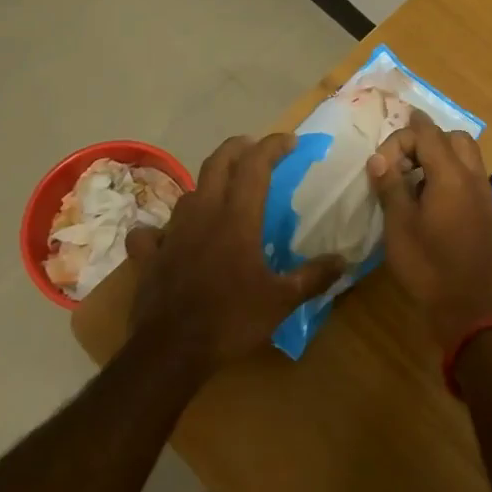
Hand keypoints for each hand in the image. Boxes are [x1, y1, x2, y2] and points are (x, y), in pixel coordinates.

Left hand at [126, 133, 344, 374]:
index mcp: (237, 217)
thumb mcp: (281, 301)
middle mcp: (203, 213)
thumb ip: (313, 277)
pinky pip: (151, 233)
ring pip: (189, 193)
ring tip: (222, 193)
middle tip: (254, 147)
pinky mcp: (149, 255)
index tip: (290, 141)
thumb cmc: (231, 319)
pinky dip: (161, 230)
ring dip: (208, 185)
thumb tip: (343, 261)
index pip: (255, 165)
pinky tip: (168, 238)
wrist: (171, 350)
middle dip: (238, 148)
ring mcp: (172, 232)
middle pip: (217, 163)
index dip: (273, 146)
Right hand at [367, 110, 491, 349]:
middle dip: (425, 140)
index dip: (401, 136)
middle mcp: (474, 177)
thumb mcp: (399, 226)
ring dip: (440, 156)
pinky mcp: (488, 212)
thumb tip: (378, 158)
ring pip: (466, 155)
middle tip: (400, 164)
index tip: (380, 163)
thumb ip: (390, 186)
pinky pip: (471, 176)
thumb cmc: (428, 268)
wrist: (469, 310)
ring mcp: (485, 194)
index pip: (427, 133)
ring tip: (414, 181)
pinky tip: (431, 201)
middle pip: (453, 138)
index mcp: (452, 175)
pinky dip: (452, 174)